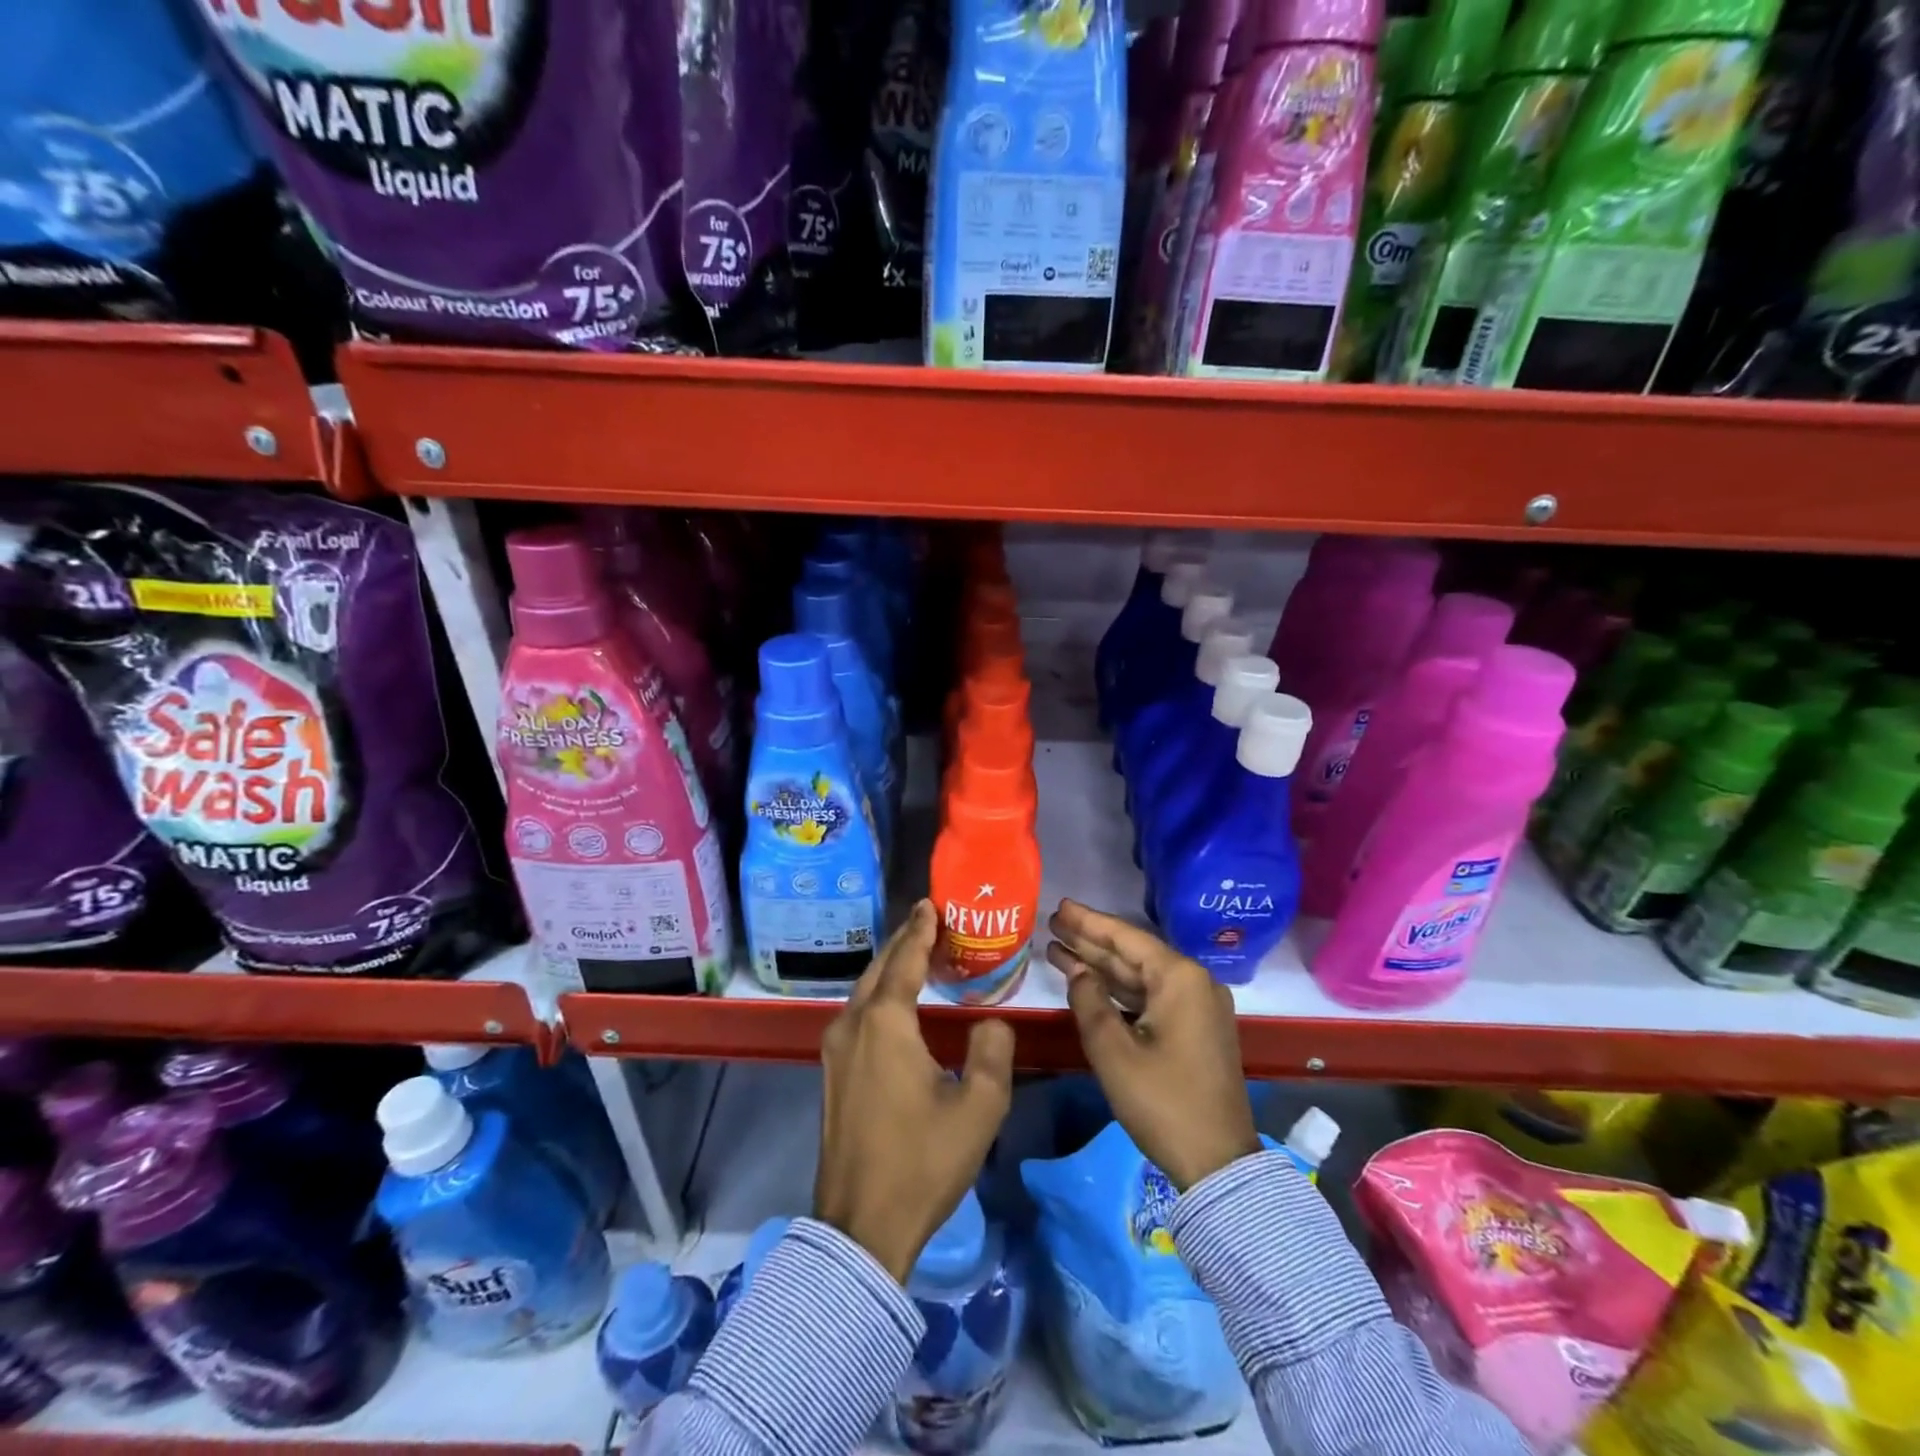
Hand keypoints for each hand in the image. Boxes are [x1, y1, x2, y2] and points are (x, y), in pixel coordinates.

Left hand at [815, 900, 1015, 1281]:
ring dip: (890, 968)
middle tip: (930, 923)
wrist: (861, 1227)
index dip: (920, 929)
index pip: (905, 959)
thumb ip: (993, 1051)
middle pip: (879, 968)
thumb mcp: (978, 1107)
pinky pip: (857, 1015)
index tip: (931, 903)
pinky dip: (879, 995)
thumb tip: (991, 1021)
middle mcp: (852, 1025)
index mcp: (885, 1023)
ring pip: (864, 991)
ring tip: (918, 956)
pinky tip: (897, 1005)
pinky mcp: (831, 1074)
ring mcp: (835, 1050)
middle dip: (903, 942)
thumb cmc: (922, 1162)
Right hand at [1047, 899, 1258, 1191]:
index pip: (1126, 938)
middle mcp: (1194, 983)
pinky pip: (1151, 996)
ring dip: (1101, 965)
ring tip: (1059, 948)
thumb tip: (1078, 971)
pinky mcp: (1195, 1029)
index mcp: (1180, 979)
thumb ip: (1089, 1002)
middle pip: (1133, 953)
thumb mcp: (1114, 1052)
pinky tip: (1089, 983)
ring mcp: (1198, 1007)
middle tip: (1053, 922)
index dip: (1089, 922)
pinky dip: (1119, 990)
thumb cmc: (1163, 1102)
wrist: (1218, 1163)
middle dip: (1091, 940)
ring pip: (1141, 976)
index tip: (1060, 907)